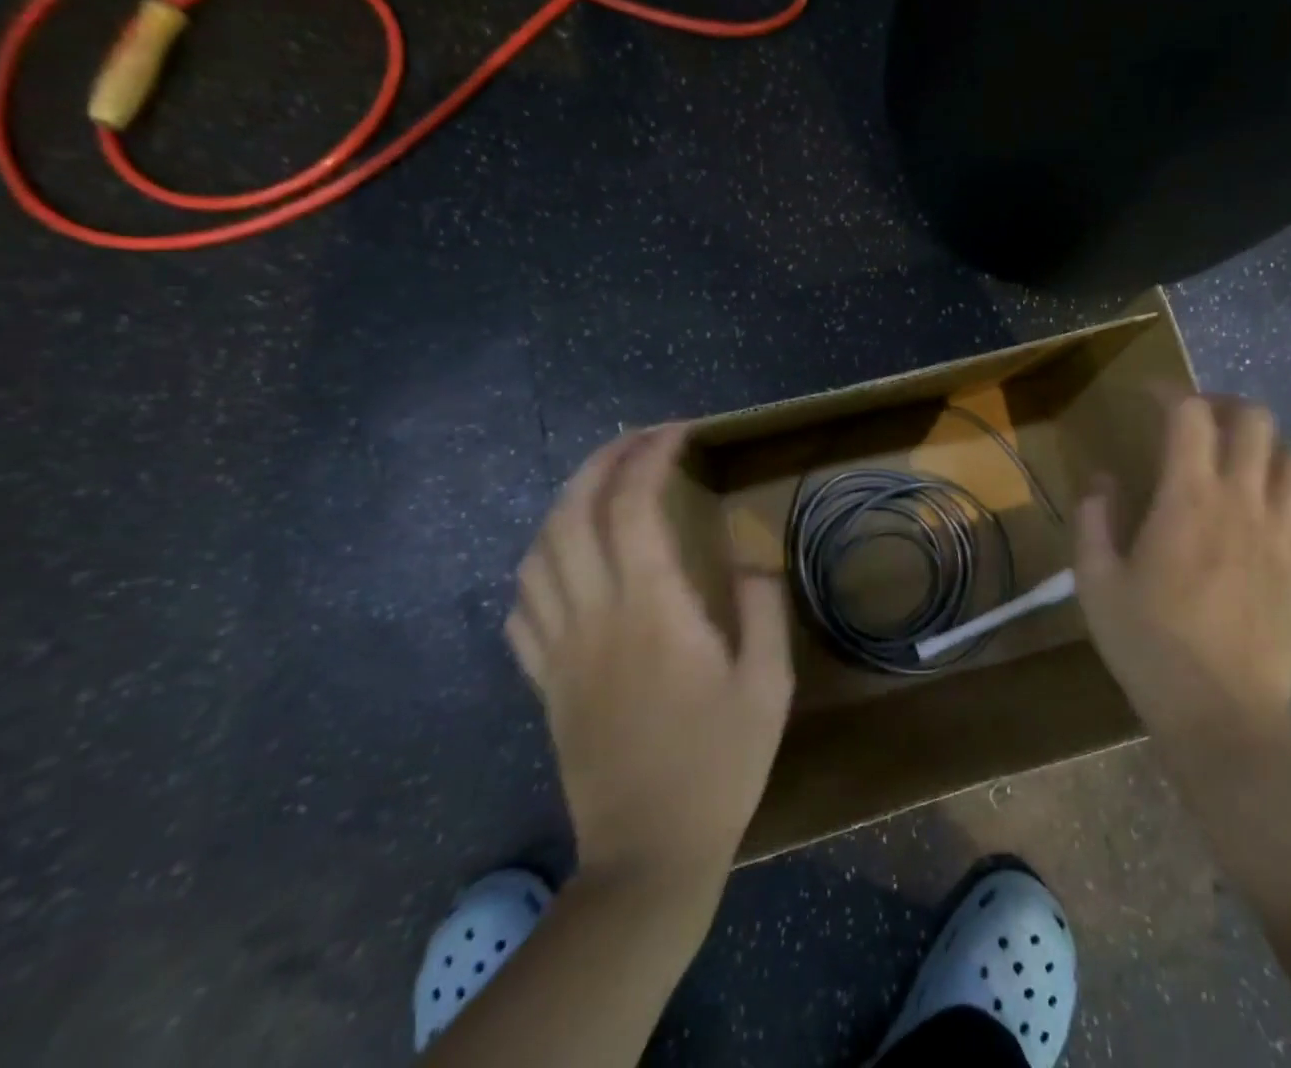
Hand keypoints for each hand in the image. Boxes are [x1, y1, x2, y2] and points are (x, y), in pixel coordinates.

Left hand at [506, 424, 793, 885]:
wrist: (648, 856)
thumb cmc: (718, 766)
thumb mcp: (767, 685)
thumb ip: (762, 609)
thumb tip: (748, 559)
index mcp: (652, 609)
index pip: (632, 506)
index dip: (649, 456)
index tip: (678, 433)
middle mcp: (595, 615)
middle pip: (573, 513)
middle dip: (601, 461)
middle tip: (638, 440)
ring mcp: (560, 648)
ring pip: (539, 552)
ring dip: (565, 503)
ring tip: (600, 486)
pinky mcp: (544, 681)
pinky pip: (523, 606)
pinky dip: (539, 565)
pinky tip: (564, 561)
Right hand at [1074, 394, 1290, 751]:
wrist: (1224, 717)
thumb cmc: (1150, 646)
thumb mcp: (1096, 583)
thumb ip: (1094, 521)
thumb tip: (1103, 482)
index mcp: (1188, 498)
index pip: (1190, 415)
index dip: (1170, 392)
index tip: (1149, 396)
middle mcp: (1243, 502)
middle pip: (1256, 421)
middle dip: (1226, 406)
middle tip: (1197, 422)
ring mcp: (1284, 536)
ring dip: (1267, 450)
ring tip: (1238, 466)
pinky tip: (1269, 517)